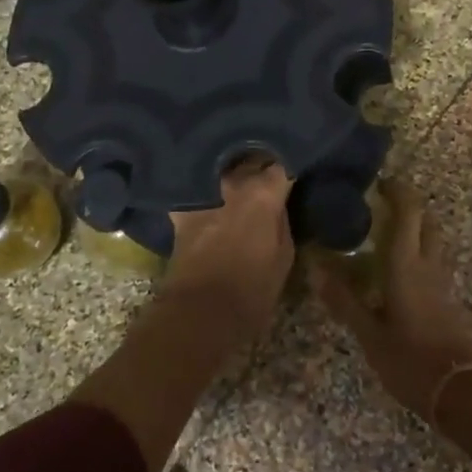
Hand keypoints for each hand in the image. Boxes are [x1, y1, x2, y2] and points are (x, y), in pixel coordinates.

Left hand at [163, 158, 295, 344]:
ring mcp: (204, 192)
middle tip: (267, 173)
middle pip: (250, 159)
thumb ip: (281, 219)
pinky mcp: (182, 209)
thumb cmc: (252, 289)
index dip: (286, 167)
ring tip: (238, 178)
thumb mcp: (284, 256)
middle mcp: (233, 182)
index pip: (281, 164)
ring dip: (231, 171)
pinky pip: (195, 188)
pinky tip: (207, 193)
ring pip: (222, 169)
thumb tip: (277, 201)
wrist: (200, 312)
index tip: (290, 172)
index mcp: (264, 192)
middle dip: (259, 162)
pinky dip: (203, 189)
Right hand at [312, 179, 471, 420]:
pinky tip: (398, 275)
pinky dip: (419, 256)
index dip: (398, 191)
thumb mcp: (369, 333)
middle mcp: (429, 265)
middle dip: (408, 207)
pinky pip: (435, 264)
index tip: (379, 182)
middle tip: (380, 207)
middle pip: (426, 221)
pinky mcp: (450, 300)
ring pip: (434, 242)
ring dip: (415, 231)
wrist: (461, 392)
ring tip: (385, 238)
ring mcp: (444, 283)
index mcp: (407, 264)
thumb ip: (344, 299)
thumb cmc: (410, 359)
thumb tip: (315, 267)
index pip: (409, 212)